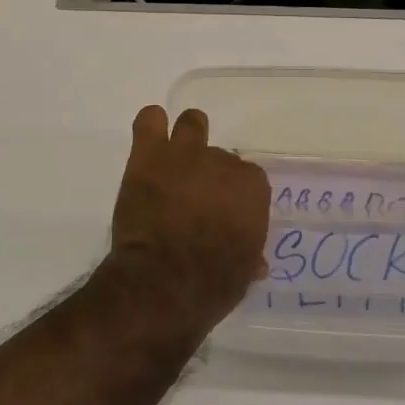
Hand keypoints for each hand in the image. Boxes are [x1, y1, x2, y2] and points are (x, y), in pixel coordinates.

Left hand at [95, 105, 271, 338]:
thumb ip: (249, 253)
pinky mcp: (149, 156)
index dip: (234, 196)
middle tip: (194, 198)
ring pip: (191, 124)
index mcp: (251, 187)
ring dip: (187, 136)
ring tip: (177, 157)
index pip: (248, 180)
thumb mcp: (243, 272)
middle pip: (219, 157)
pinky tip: (150, 137)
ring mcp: (184, 154)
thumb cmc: (213, 282)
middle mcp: (222, 162)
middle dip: (208, 175)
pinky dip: (151, 125)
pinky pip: (149, 121)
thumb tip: (254, 260)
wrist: (164, 281)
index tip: (223, 213)